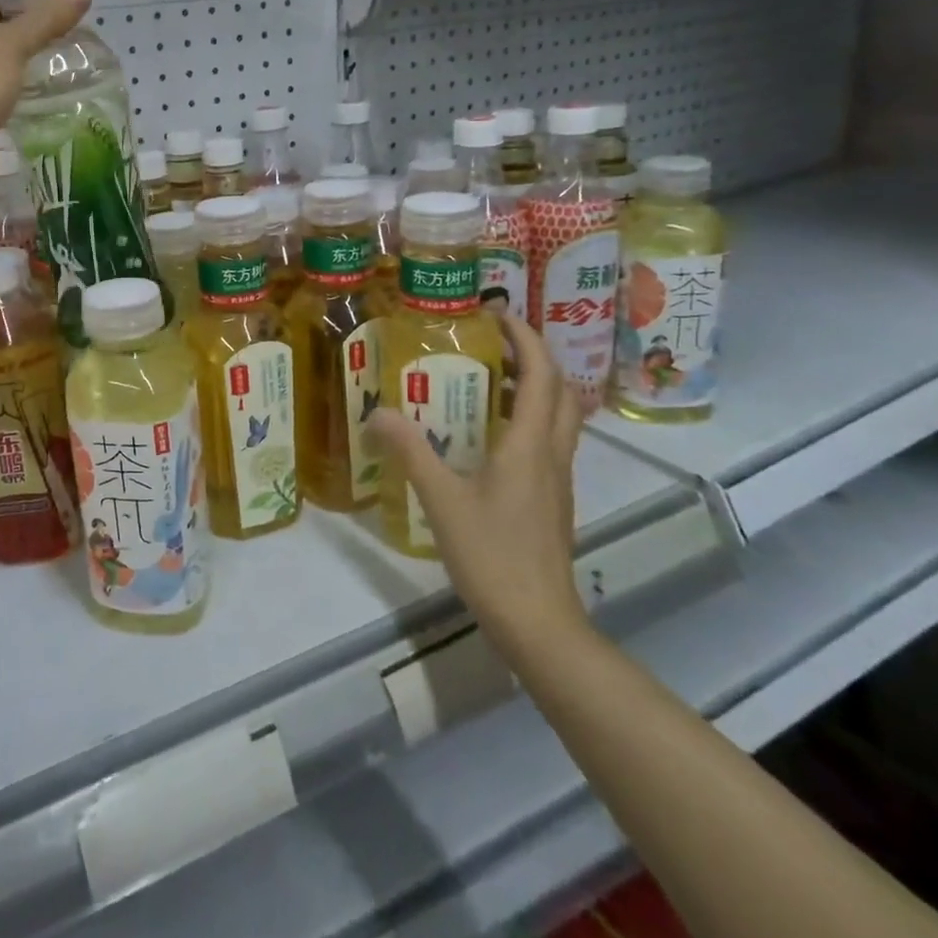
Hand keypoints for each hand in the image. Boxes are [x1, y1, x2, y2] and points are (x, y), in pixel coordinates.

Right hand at [367, 313, 588, 653]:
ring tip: (490, 378)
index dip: (525, 338)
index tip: (497, 314)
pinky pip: (547, 442)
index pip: (541, 375)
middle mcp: (551, 454)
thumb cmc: (492, 555)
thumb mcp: (442, 499)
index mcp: (530, 445)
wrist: (538, 623)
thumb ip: (410, 451)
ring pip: (558, 417)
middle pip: (560, 391)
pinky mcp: (552, 501)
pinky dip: (528, 419)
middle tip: (494, 342)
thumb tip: (377, 412)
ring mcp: (557, 480)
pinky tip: (490, 434)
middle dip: (534, 357)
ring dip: (534, 387)